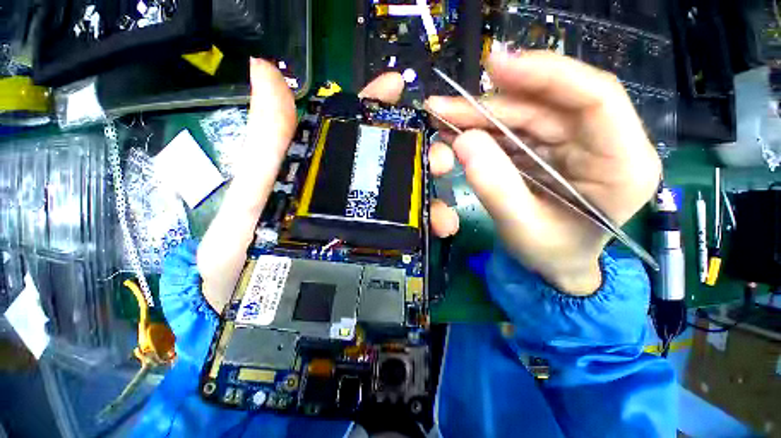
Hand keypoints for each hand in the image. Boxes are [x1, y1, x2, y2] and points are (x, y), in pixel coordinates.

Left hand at [197, 63, 459, 311]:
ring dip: (430, 201)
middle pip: (390, 165)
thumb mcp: (250, 196)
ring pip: (404, 201)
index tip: (401, 89)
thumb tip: (265, 70)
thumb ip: (266, 143)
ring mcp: (361, 222)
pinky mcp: (370, 249)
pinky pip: (404, 232)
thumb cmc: (239, 255)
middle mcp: (344, 192)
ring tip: (445, 217)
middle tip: (442, 162)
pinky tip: (437, 233)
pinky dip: (424, 229)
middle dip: (421, 157)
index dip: (375, 104)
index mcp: (317, 171)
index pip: (349, 127)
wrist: (247, 309)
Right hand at [426, 51, 660, 294]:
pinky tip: (455, 133)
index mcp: (622, 164)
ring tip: (442, 117)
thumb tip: (463, 141)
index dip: (546, 74)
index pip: (595, 98)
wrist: (554, 265)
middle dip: (490, 104)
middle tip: (444, 105)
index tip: (497, 67)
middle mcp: (601, 143)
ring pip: (523, 115)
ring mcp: (572, 144)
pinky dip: (481, 131)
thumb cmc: (551, 254)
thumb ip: (495, 187)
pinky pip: (512, 132)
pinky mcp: (548, 149)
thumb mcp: (522, 228)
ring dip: (479, 116)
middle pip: (545, 105)